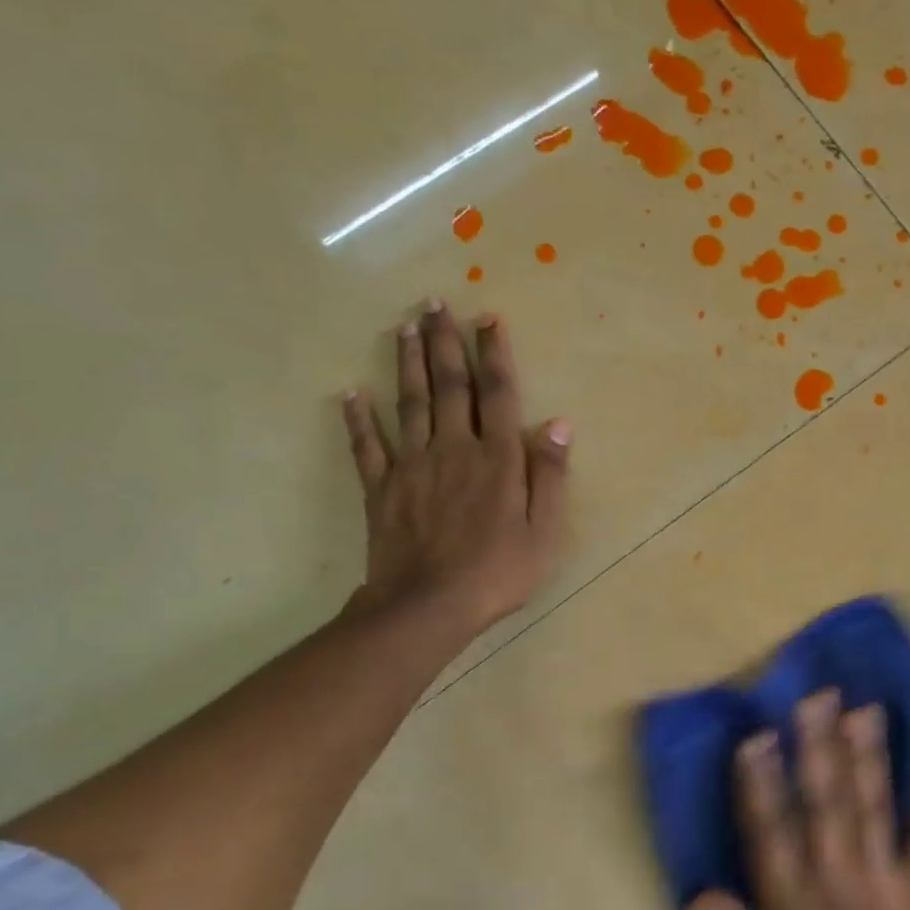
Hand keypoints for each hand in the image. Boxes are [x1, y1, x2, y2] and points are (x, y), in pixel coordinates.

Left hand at [340, 303, 570, 636]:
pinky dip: (358, 419)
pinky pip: (367, 447)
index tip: (488, 319)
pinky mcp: (382, 488)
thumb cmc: (497, 572)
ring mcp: (413, 465)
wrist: (428, 606)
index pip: (498, 394)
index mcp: (497, 458)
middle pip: (449, 386)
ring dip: (408, 362)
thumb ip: (550, 476)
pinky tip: (351, 393)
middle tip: (436, 303)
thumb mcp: (544, 531)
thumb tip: (558, 425)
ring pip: (410, 403)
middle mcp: (454, 448)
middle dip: (445, 342)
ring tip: (405, 326)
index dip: (494, 354)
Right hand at [685, 691, 909, 909]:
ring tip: (865, 711)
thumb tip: (694, 895)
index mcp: (789, 903)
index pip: (768, 828)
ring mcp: (882, 884)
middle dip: (818, 745)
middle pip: (823, 801)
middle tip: (817, 697)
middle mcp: (833, 879)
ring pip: (871, 807)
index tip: (758, 736)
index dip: (760, 780)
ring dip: (868, 756)